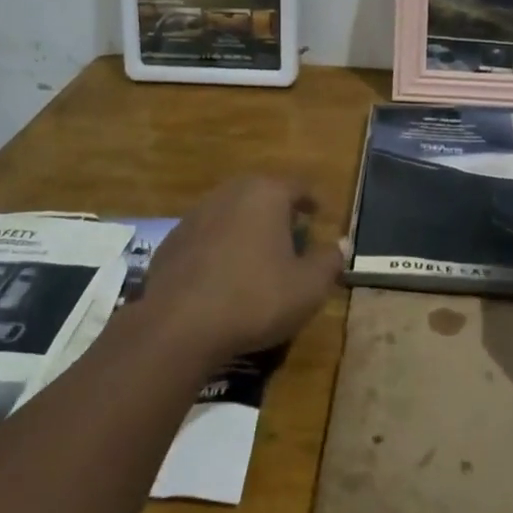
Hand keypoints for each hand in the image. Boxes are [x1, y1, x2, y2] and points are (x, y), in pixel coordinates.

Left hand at [139, 176, 341, 366]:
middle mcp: (229, 193)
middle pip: (261, 194)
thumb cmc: (255, 298)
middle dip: (277, 211)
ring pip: (231, 213)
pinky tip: (223, 274)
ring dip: (246, 228)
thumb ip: (329, 261)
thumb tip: (340, 244)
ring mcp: (195, 215)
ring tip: (258, 254)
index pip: (297, 187)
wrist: (179, 325)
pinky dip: (220, 247)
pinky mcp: (171, 241)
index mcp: (266, 194)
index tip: (319, 214)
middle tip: (291, 233)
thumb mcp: (308, 287)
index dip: (311, 201)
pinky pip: (206, 236)